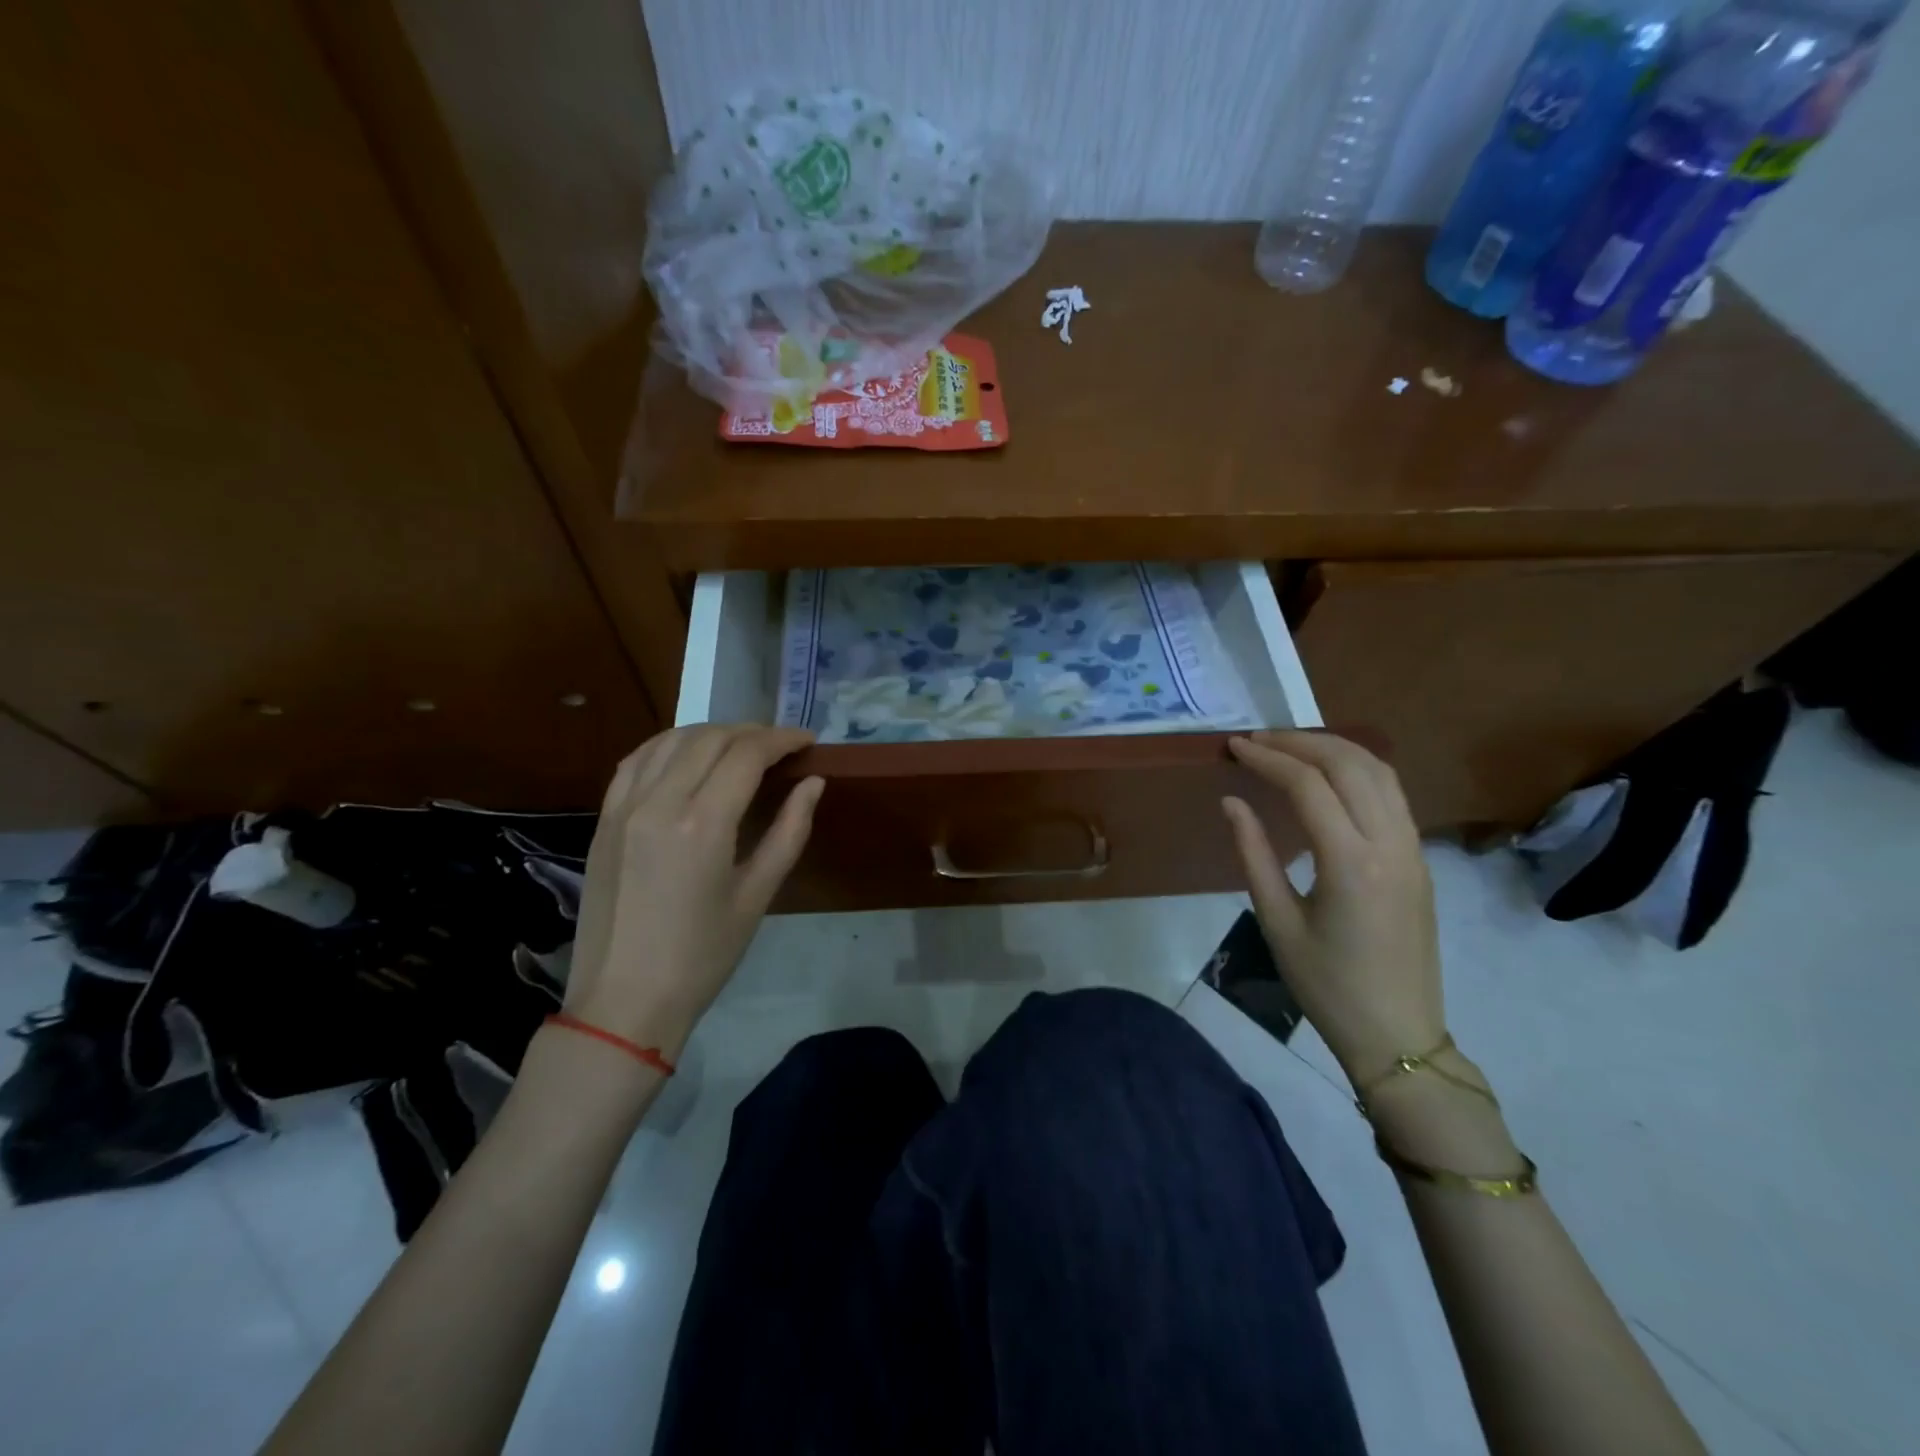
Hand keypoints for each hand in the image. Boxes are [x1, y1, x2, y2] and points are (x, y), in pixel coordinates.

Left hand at [563, 725, 822, 1058]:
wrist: (624, 1000)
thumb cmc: (702, 956)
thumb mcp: (757, 896)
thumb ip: (789, 831)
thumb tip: (814, 783)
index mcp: (702, 825)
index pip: (746, 754)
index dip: (782, 739)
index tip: (807, 741)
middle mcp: (658, 802)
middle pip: (710, 738)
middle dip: (752, 732)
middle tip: (781, 746)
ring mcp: (623, 807)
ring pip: (670, 740)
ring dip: (711, 733)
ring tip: (740, 747)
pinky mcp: (603, 819)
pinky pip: (636, 761)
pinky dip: (668, 745)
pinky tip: (688, 755)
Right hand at [1222, 731, 1445, 1084]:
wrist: (1398, 1036)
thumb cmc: (1326, 985)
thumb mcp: (1277, 921)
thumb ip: (1253, 854)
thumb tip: (1232, 802)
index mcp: (1351, 863)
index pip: (1309, 786)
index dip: (1268, 759)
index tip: (1235, 747)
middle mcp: (1390, 844)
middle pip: (1350, 765)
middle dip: (1300, 742)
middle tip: (1257, 740)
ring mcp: (1413, 849)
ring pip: (1380, 772)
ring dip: (1333, 749)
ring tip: (1290, 747)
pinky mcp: (1419, 859)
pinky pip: (1392, 794)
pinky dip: (1358, 770)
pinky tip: (1328, 775)